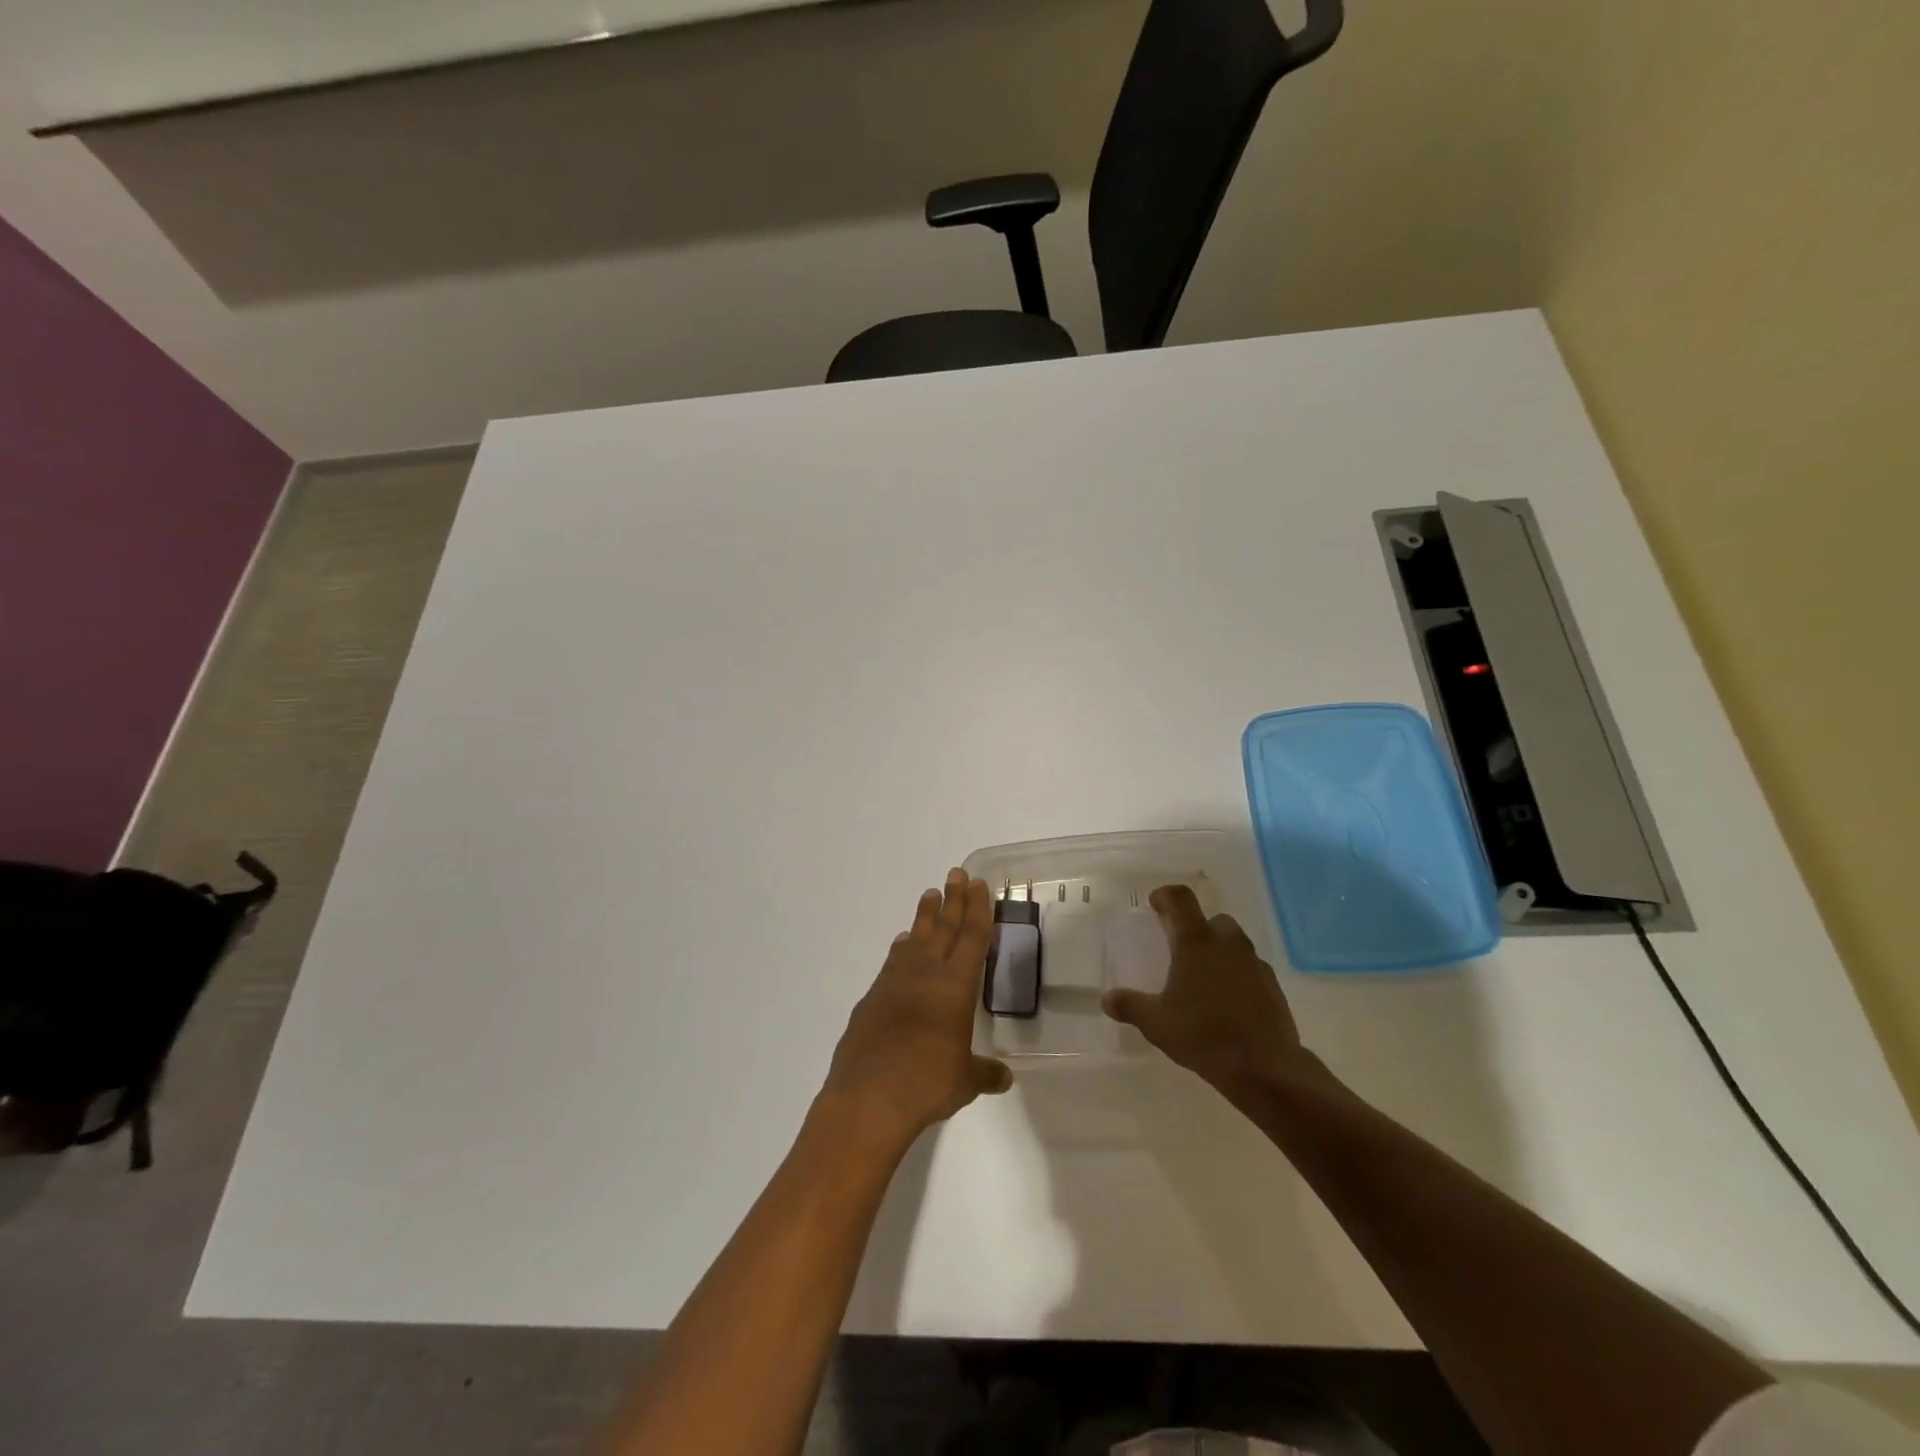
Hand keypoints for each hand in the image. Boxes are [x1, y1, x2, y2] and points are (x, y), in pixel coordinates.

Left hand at [820, 869, 1012, 1154]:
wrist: (867, 1098)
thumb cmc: (926, 1084)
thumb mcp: (965, 1081)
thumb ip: (985, 1072)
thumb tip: (1003, 1076)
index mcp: (954, 987)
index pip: (971, 938)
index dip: (977, 909)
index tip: (978, 884)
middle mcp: (924, 975)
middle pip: (942, 928)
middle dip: (952, 900)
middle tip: (956, 873)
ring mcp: (894, 984)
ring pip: (914, 939)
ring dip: (924, 917)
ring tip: (930, 896)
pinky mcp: (871, 999)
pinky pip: (892, 963)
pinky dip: (900, 949)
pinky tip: (902, 945)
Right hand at [1101, 885, 1306, 1098]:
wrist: (1264, 1066)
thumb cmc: (1203, 1034)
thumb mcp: (1157, 1023)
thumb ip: (1131, 1006)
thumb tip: (1107, 1000)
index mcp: (1196, 942)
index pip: (1181, 899)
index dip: (1166, 896)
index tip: (1155, 904)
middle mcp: (1227, 944)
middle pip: (1213, 920)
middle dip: (1197, 928)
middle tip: (1180, 948)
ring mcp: (1254, 964)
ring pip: (1235, 944)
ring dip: (1219, 951)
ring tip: (1203, 978)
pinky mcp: (1273, 987)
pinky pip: (1251, 969)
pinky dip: (1238, 975)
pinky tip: (1227, 1001)